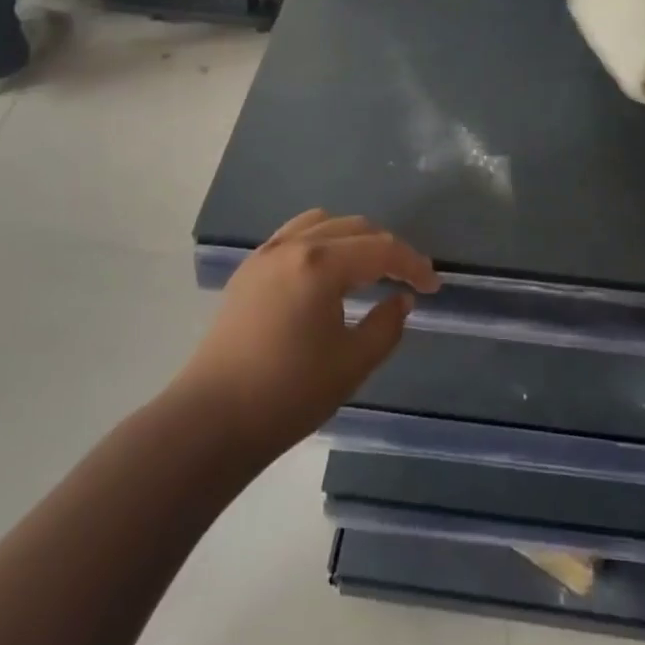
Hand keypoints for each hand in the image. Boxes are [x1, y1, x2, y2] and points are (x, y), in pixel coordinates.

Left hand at [178, 210, 438, 457]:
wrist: (210, 421)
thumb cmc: (287, 394)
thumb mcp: (352, 365)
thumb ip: (386, 326)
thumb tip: (401, 299)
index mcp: (322, 264)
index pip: (381, 249)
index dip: (413, 264)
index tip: (433, 286)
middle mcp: (294, 245)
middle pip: (355, 228)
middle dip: (387, 248)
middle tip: (408, 278)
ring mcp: (266, 254)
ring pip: (323, 224)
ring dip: (353, 238)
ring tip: (368, 268)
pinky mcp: (248, 269)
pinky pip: (294, 235)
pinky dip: (321, 240)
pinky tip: (326, 270)